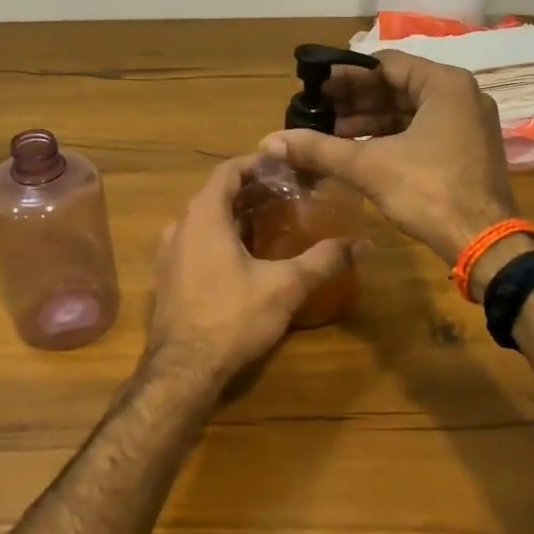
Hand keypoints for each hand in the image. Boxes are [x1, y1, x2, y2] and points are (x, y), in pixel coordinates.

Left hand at [148, 157, 363, 382]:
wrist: (184, 369)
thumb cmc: (233, 317)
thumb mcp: (286, 286)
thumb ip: (324, 260)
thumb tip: (364, 244)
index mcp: (204, 216)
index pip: (228, 171)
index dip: (256, 163)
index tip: (284, 166)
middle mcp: (180, 226)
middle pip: (216, 194)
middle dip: (250, 190)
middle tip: (287, 194)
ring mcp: (169, 253)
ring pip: (204, 219)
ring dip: (234, 215)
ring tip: (271, 221)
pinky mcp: (168, 277)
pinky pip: (195, 242)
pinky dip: (220, 237)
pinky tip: (245, 256)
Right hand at [260, 51, 517, 264]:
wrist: (484, 243)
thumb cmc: (430, 192)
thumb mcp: (369, 166)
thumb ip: (320, 149)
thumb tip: (269, 141)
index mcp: (444, 84)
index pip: (385, 64)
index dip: (346, 76)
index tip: (315, 89)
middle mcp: (461, 95)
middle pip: (397, 86)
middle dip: (355, 101)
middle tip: (318, 112)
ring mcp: (467, 122)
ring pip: (409, 111)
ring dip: (370, 121)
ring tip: (331, 134)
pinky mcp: (466, 148)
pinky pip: (422, 129)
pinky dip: (391, 136)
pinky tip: (359, 150)